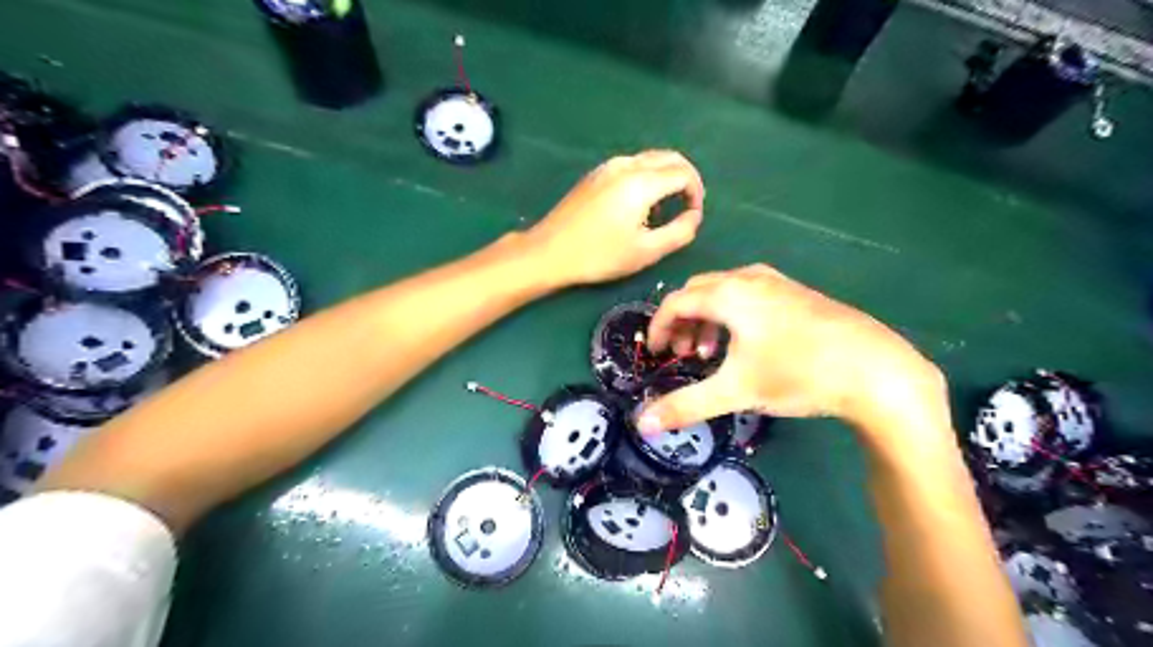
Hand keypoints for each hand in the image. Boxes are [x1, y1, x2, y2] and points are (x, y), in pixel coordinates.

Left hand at [522, 149, 701, 284]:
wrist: (549, 252)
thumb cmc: (599, 255)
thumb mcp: (646, 251)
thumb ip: (679, 232)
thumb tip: (694, 217)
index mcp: (641, 182)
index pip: (684, 173)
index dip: (696, 193)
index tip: (692, 216)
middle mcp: (626, 165)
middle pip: (669, 158)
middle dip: (685, 179)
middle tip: (687, 207)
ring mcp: (607, 166)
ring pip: (650, 159)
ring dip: (665, 177)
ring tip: (663, 210)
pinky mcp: (595, 174)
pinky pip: (631, 165)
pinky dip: (646, 177)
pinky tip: (638, 205)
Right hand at [639, 265, 945, 437]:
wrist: (877, 370)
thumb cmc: (798, 373)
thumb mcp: (737, 391)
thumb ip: (685, 406)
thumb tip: (641, 424)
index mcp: (729, 293)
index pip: (677, 301)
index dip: (660, 326)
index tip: (657, 352)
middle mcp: (750, 278)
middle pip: (699, 291)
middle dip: (684, 321)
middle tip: (684, 354)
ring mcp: (778, 283)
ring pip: (725, 291)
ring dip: (708, 318)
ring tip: (713, 353)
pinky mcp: (798, 293)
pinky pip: (750, 294)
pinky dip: (734, 314)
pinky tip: (748, 344)